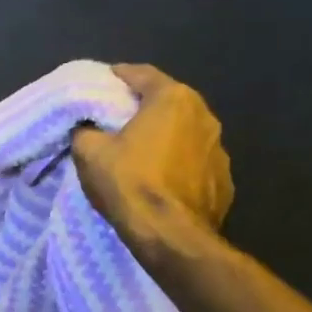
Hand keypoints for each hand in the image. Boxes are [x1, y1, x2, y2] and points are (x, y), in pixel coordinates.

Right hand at [72, 65, 232, 255]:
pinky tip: (162, 180)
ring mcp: (220, 151)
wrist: (171, 237)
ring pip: (185, 133)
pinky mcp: (225, 182)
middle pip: (168, 102)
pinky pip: (195, 164)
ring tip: (142, 150)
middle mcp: (204, 117)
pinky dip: (179, 165)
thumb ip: (86, 131)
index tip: (103, 81)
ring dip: (165, 137)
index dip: (119, 75)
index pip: (142, 74)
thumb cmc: (130, 183)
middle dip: (144, 107)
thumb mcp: (90, 152)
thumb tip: (87, 128)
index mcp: (173, 99)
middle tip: (119, 116)